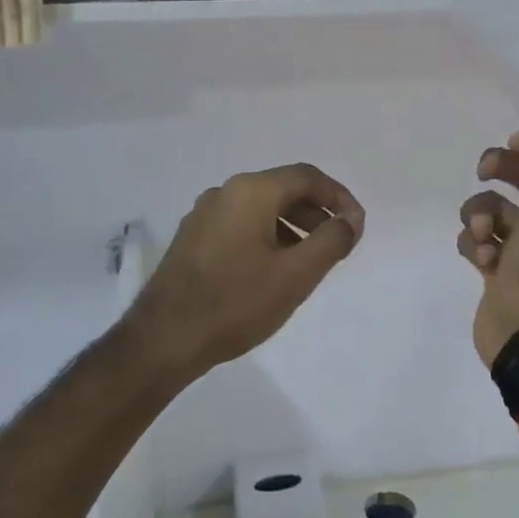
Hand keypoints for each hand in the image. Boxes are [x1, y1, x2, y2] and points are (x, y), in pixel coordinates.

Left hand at [126, 164, 365, 383]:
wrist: (162, 340)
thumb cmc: (235, 303)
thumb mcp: (295, 275)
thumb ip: (331, 241)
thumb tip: (350, 220)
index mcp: (251, 191)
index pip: (307, 177)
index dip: (339, 197)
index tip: (356, 226)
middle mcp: (225, 192)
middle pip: (283, 189)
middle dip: (316, 212)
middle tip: (338, 243)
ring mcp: (204, 214)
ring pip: (261, 208)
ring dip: (293, 226)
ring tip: (310, 260)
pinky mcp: (192, 238)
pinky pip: (241, 224)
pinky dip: (267, 236)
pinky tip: (273, 269)